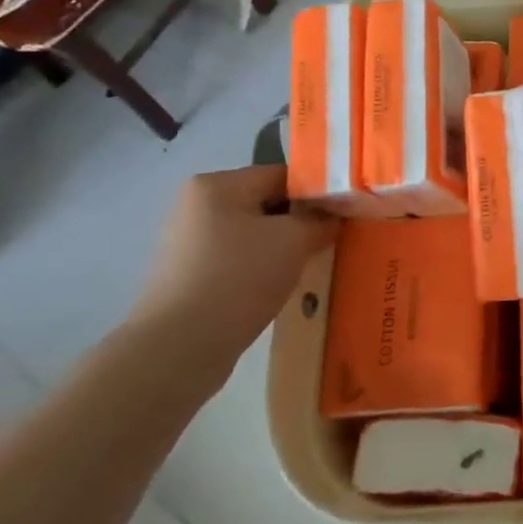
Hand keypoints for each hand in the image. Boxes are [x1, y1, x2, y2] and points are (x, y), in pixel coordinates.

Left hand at [131, 166, 334, 367]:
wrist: (178, 348)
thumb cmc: (238, 279)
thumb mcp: (294, 241)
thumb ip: (320, 220)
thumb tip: (335, 214)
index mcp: (216, 184)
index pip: (283, 175)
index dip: (318, 192)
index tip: (344, 216)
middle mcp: (197, 205)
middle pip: (267, 203)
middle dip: (300, 222)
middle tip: (330, 242)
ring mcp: (189, 242)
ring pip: (254, 234)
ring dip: (282, 248)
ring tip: (307, 268)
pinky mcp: (188, 275)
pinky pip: (238, 260)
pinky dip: (260, 269)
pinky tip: (278, 288)